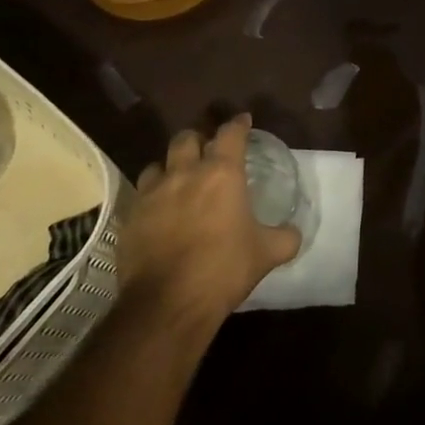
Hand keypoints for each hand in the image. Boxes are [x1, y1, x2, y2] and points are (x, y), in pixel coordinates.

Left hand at [125, 115, 299, 329]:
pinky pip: (140, 196)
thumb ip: (285, 237)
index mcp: (222, 174)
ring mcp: (152, 194)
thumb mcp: (266, 254)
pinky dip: (152, 198)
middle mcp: (184, 174)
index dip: (238, 124)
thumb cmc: (224, 269)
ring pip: (157, 165)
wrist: (167, 303)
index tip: (243, 121)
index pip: (230, 134)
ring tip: (179, 181)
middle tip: (208, 151)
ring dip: (170, 167)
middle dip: (198, 139)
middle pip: (186, 139)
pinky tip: (160, 213)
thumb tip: (294, 232)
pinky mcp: (130, 217)